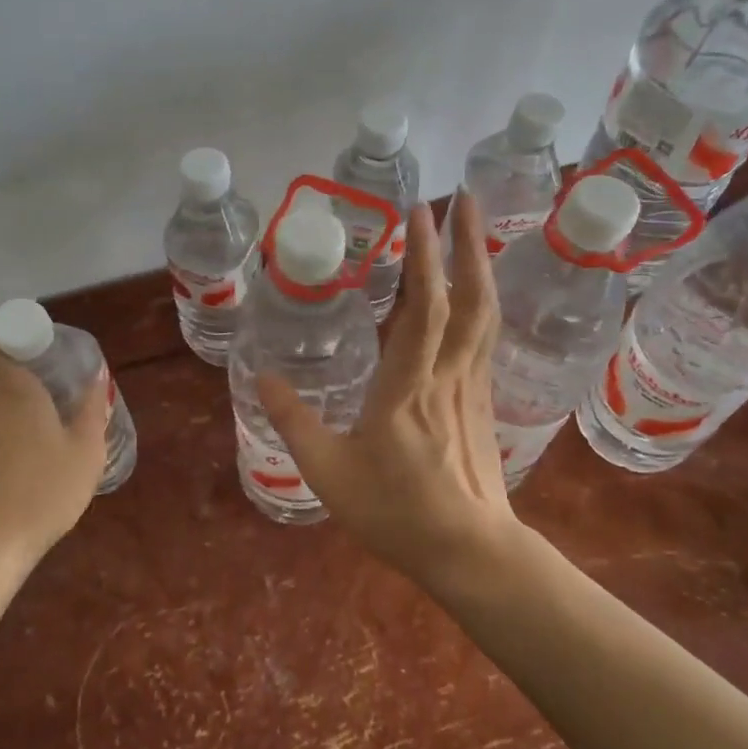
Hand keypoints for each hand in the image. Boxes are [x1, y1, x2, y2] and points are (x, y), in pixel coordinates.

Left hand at [0, 325, 108, 562]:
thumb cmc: (46, 488)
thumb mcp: (86, 449)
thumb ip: (92, 408)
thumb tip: (97, 375)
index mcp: (11, 390)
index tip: (25, 339)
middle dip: (2, 362)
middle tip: (38, 372)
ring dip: (1, 396)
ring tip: (38, 414)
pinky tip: (24, 449)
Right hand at [259, 193, 521, 584]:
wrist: (469, 551)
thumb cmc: (397, 512)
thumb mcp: (328, 471)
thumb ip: (294, 420)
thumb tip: (262, 377)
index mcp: (409, 386)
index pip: (424, 307)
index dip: (425, 256)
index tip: (421, 210)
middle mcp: (448, 374)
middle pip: (470, 298)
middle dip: (469, 242)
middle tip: (466, 197)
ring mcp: (473, 387)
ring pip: (485, 315)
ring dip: (481, 265)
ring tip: (473, 229)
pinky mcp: (483, 403)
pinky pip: (485, 338)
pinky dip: (481, 302)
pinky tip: (472, 295)